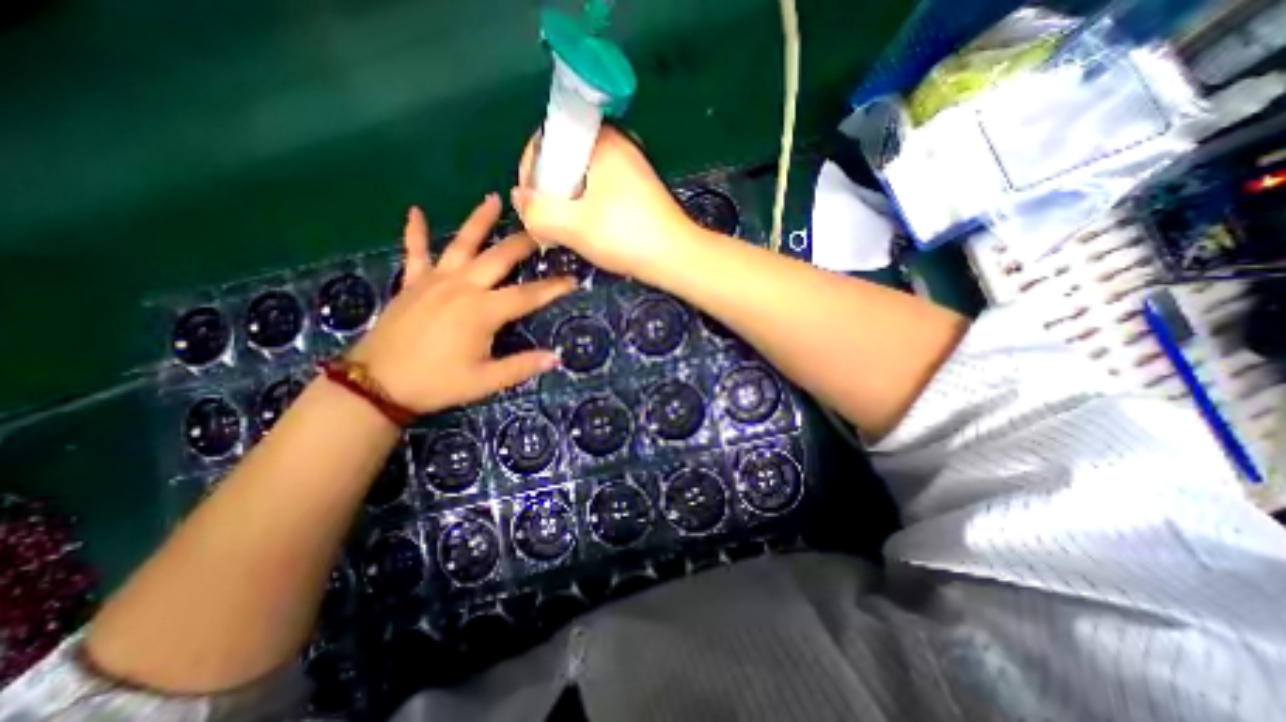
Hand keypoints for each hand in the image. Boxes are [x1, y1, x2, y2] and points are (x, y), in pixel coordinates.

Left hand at [351, 195, 576, 414]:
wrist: (377, 385)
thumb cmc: (437, 383)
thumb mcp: (485, 381)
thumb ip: (522, 366)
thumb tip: (556, 358)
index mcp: (482, 310)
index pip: (527, 295)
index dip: (553, 288)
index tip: (573, 279)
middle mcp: (462, 287)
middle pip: (499, 257)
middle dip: (523, 243)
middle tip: (542, 228)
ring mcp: (434, 281)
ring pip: (462, 244)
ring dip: (479, 220)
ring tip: (493, 198)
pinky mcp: (412, 283)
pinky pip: (415, 252)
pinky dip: (416, 232)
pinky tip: (416, 211)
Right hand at [510, 127, 692, 278]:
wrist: (677, 258)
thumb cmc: (627, 237)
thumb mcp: (574, 226)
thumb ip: (537, 210)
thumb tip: (519, 198)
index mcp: (600, 141)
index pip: (547, 141)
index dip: (531, 173)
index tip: (532, 205)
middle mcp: (617, 145)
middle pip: (564, 161)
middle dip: (550, 193)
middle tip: (549, 224)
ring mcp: (630, 168)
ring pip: (582, 180)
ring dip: (568, 205)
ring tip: (567, 232)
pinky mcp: (638, 189)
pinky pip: (600, 191)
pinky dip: (588, 209)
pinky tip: (590, 231)